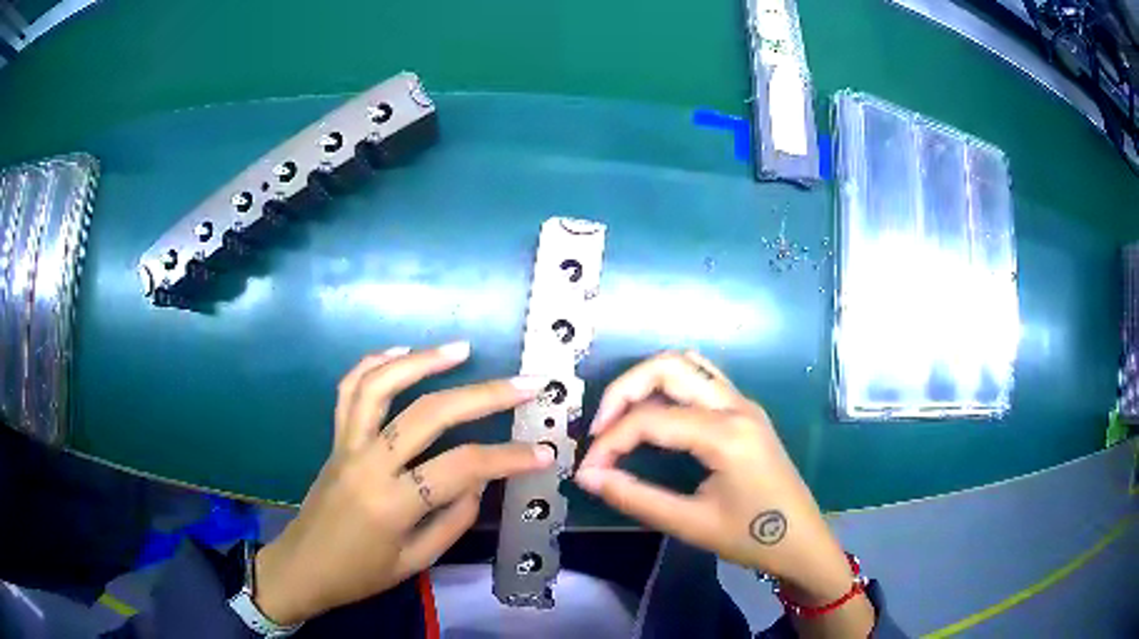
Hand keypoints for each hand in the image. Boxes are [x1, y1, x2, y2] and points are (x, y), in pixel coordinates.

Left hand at [252, 342, 553, 625]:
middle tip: (525, 383)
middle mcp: (368, 463)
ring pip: (382, 385)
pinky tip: (401, 352)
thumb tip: (479, 481)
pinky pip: (349, 389)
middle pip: (429, 414)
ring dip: (423, 360)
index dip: (508, 458)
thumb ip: (453, 519)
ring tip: (461, 348)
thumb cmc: (360, 574)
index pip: (462, 468)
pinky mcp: (335, 438)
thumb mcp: (416, 562)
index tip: (544, 453)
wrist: (303, 566)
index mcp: (392, 504)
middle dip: (484, 395)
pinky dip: (374, 364)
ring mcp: (346, 444)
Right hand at [576, 352, 855, 604]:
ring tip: (622, 419)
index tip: (587, 470)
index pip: (651, 420)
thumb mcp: (690, 524)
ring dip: (647, 381)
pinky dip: (669, 385)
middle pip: (668, 366)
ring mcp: (744, 404)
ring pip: (687, 363)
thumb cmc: (751, 538)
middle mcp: (736, 406)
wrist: (802, 542)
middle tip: (600, 430)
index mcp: (726, 435)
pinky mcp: (746, 411)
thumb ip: (635, 498)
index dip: (610, 442)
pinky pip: (702, 378)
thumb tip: (587, 477)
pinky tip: (655, 415)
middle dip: (623, 390)